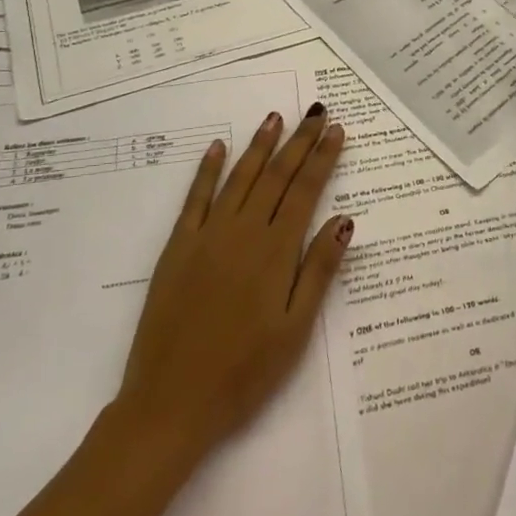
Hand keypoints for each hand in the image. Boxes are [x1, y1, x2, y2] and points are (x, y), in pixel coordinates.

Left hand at [100, 106, 351, 477]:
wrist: (171, 403)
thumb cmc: (244, 372)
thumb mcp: (295, 329)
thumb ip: (318, 270)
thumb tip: (344, 220)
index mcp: (275, 252)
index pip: (305, 192)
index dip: (323, 159)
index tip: (336, 130)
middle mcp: (243, 233)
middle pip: (276, 176)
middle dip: (299, 142)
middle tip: (316, 112)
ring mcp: (207, 237)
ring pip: (239, 178)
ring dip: (259, 145)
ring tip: (275, 118)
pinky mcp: (177, 248)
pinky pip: (195, 199)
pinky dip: (207, 170)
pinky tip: (218, 147)